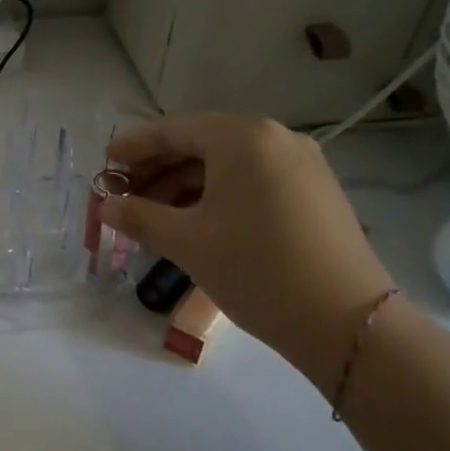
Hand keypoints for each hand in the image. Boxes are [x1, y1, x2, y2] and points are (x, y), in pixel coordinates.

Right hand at [100, 114, 395, 383]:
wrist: (344, 320)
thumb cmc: (254, 268)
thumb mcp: (187, 242)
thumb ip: (140, 217)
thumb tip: (106, 207)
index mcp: (242, 138)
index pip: (175, 130)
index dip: (135, 147)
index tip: (105, 164)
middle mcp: (276, 139)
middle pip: (202, 144)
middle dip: (158, 169)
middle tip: (124, 195)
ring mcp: (302, 165)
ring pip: (228, 165)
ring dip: (186, 185)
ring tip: (155, 217)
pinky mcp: (314, 192)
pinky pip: (253, 181)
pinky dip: (217, 196)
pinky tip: (196, 223)